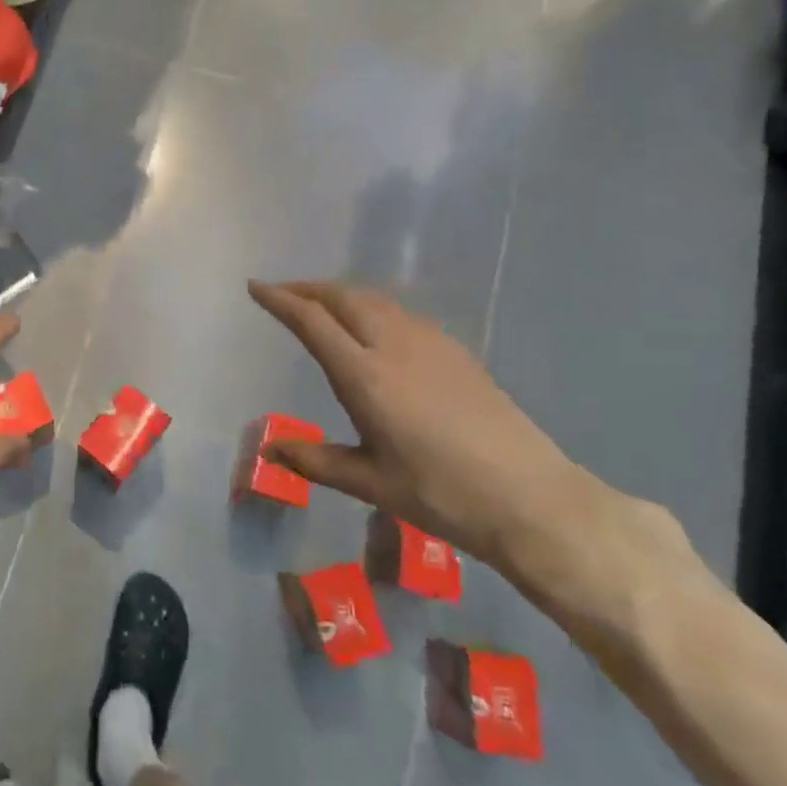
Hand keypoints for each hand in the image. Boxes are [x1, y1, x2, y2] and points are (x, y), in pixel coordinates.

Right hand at [248, 281, 675, 610]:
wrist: (530, 498)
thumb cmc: (441, 495)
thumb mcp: (370, 483)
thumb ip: (316, 461)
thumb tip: (270, 449)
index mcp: (365, 376)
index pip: (312, 321)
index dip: (280, 300)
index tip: (256, 287)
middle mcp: (395, 346)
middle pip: (344, 297)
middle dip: (308, 289)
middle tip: (282, 293)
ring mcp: (431, 344)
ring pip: (376, 300)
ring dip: (341, 294)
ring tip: (321, 305)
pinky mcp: (457, 352)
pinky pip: (402, 313)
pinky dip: (373, 307)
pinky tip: (373, 327)